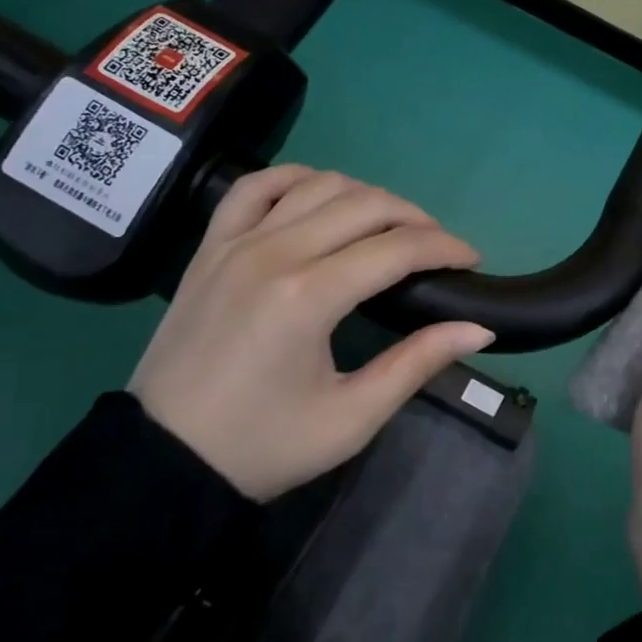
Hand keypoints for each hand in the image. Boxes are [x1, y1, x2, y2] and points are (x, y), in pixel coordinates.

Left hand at [130, 166, 493, 500]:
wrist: (163, 462)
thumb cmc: (263, 445)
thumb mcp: (351, 418)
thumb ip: (418, 363)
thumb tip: (479, 328)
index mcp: (310, 296)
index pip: (397, 248)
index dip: (445, 247)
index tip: (472, 259)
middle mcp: (275, 252)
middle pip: (365, 204)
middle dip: (416, 218)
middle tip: (438, 247)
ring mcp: (237, 242)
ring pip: (318, 185)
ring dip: (365, 196)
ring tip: (387, 227)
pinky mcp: (210, 246)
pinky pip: (256, 187)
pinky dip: (296, 178)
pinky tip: (319, 195)